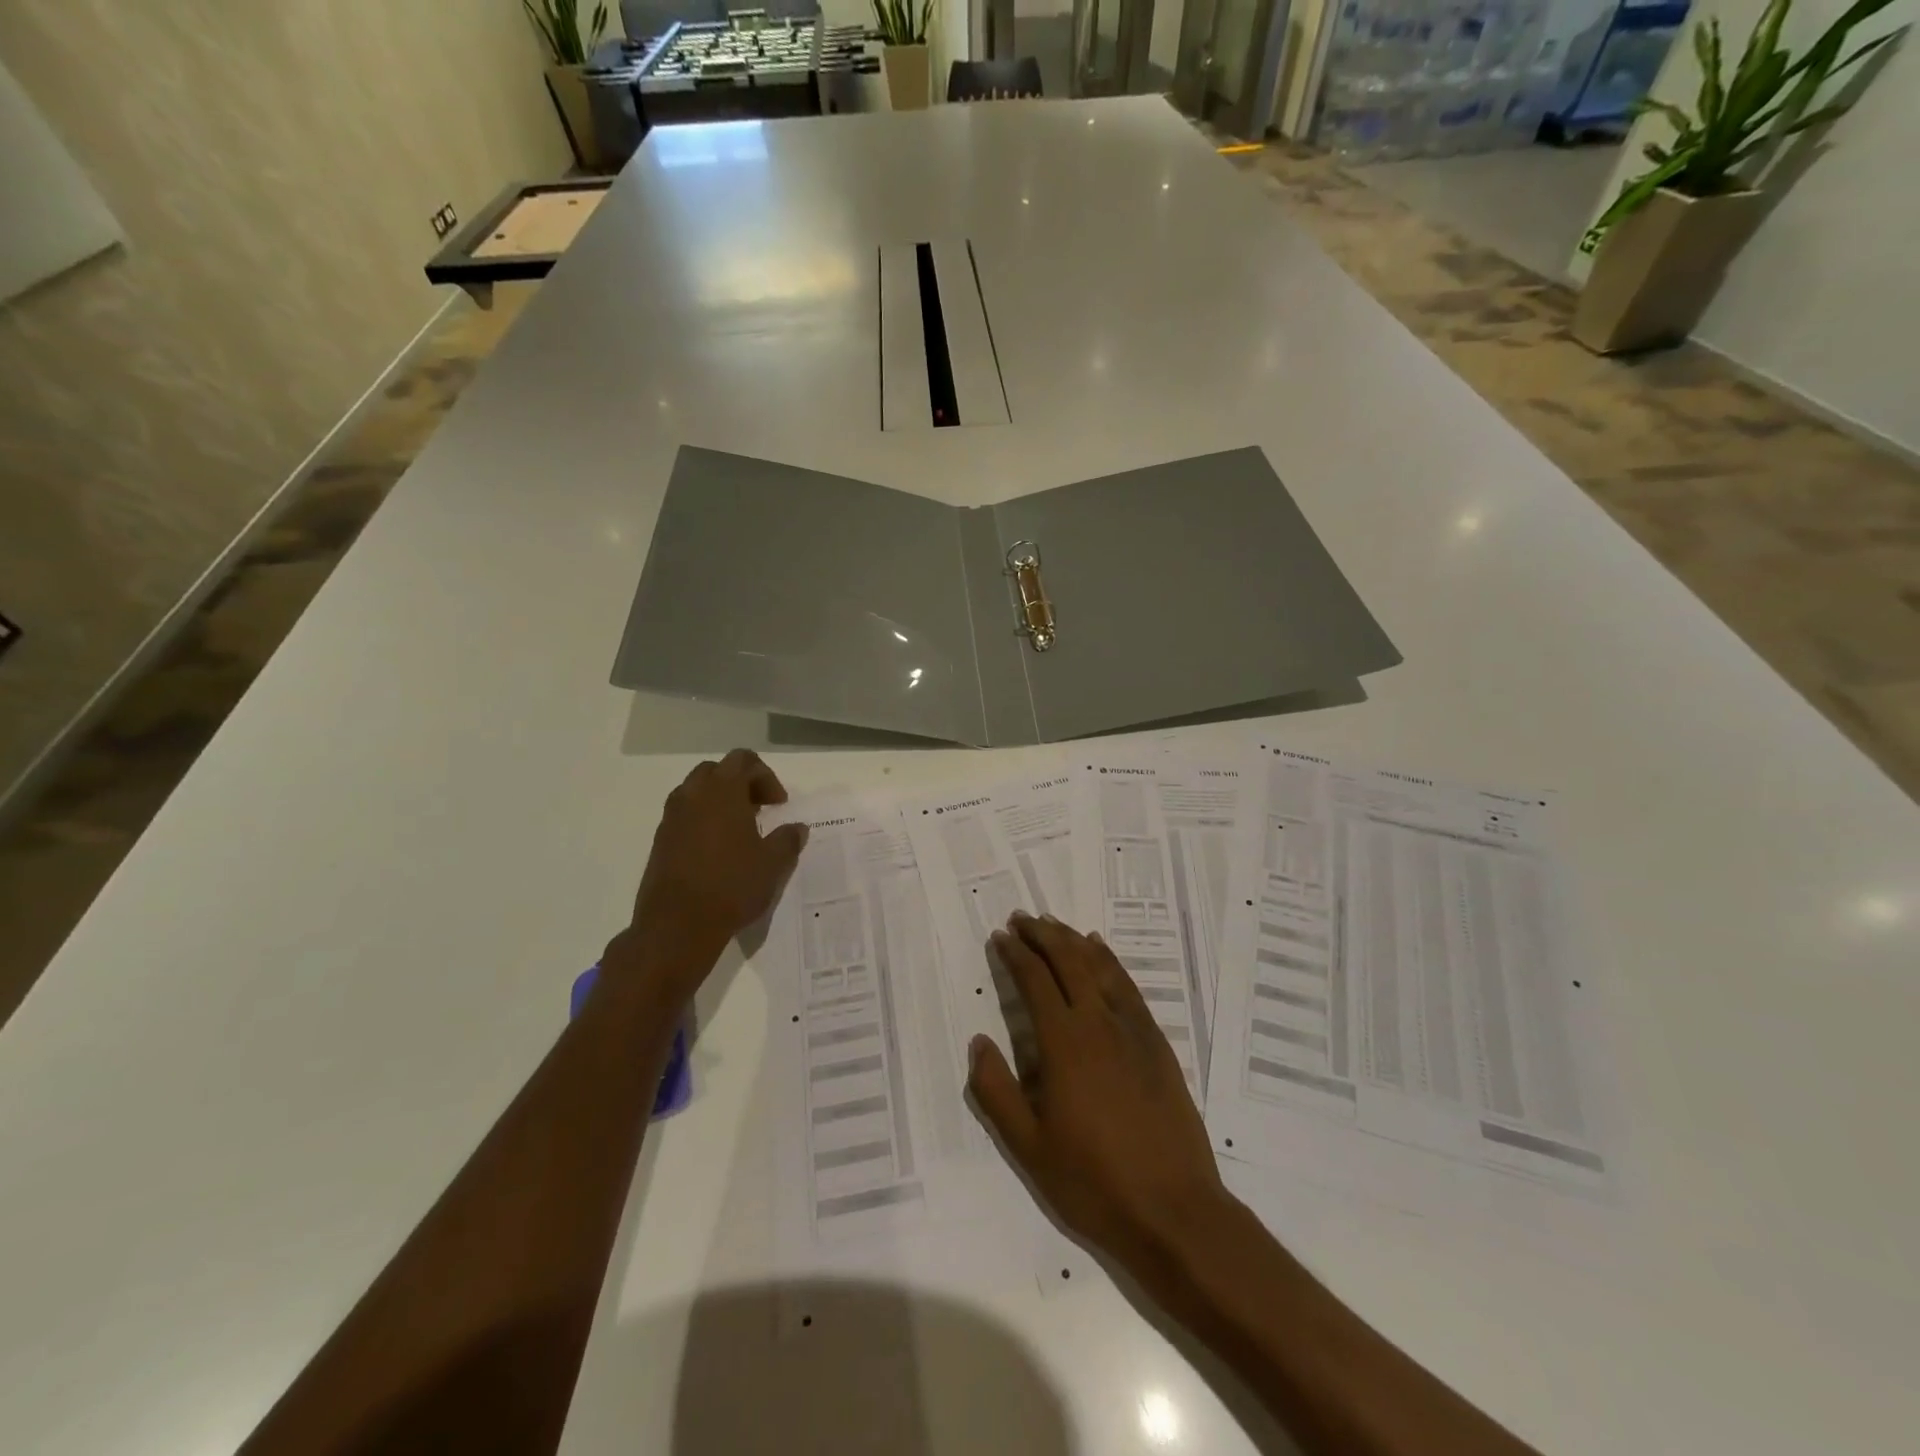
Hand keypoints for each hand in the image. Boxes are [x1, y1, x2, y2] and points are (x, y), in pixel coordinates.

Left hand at [614, 750, 807, 995]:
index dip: (765, 777)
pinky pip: (684, 816)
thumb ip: (788, 839)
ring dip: (719, 801)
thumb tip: (797, 827)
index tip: (778, 805)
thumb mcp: (773, 864)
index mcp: (722, 791)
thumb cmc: (731, 886)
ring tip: (739, 831)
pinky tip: (718, 852)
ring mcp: (671, 818)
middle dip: (740, 784)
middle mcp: (692, 796)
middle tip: (759, 810)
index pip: (743, 760)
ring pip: (696, 792)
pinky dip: (702, 821)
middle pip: (717, 771)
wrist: (677, 926)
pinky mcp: (660, 841)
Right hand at [968, 912, 1228, 1281]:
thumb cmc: (1093, 1183)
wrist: (1174, 1210)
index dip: (1015, 955)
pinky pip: (1128, 986)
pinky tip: (1100, 952)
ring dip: (1073, 940)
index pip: (1035, 981)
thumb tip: (978, 1042)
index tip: (1000, 937)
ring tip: (1054, 925)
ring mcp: (1133, 1030)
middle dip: (1042, 935)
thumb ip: (996, 1092)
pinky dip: (1110, 961)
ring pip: (1100, 966)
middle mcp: (1098, 1023)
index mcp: (1064, 1044)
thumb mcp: (1028, 1148)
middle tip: (1021, 919)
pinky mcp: (1157, 1043)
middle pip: (1068, 961)